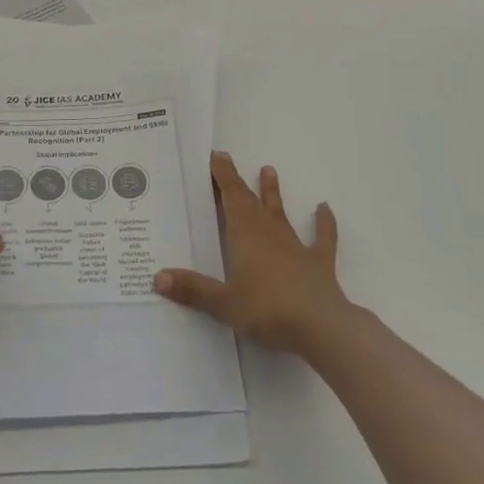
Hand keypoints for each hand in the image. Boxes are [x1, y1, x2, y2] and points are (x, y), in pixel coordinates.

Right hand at [154, 152, 349, 355]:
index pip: (231, 199)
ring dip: (273, 193)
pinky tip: (325, 208)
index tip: (217, 156)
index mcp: (245, 237)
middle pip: (250, 202)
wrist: (321, 326)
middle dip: (238, 182)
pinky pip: (322, 238)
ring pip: (280, 213)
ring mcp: (296, 247)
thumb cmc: (268, 311)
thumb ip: (193, 290)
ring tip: (269, 170)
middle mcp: (269, 234)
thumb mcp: (224, 304)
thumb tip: (158, 276)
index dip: (223, 177)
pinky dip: (324, 223)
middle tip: (228, 160)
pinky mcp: (318, 263)